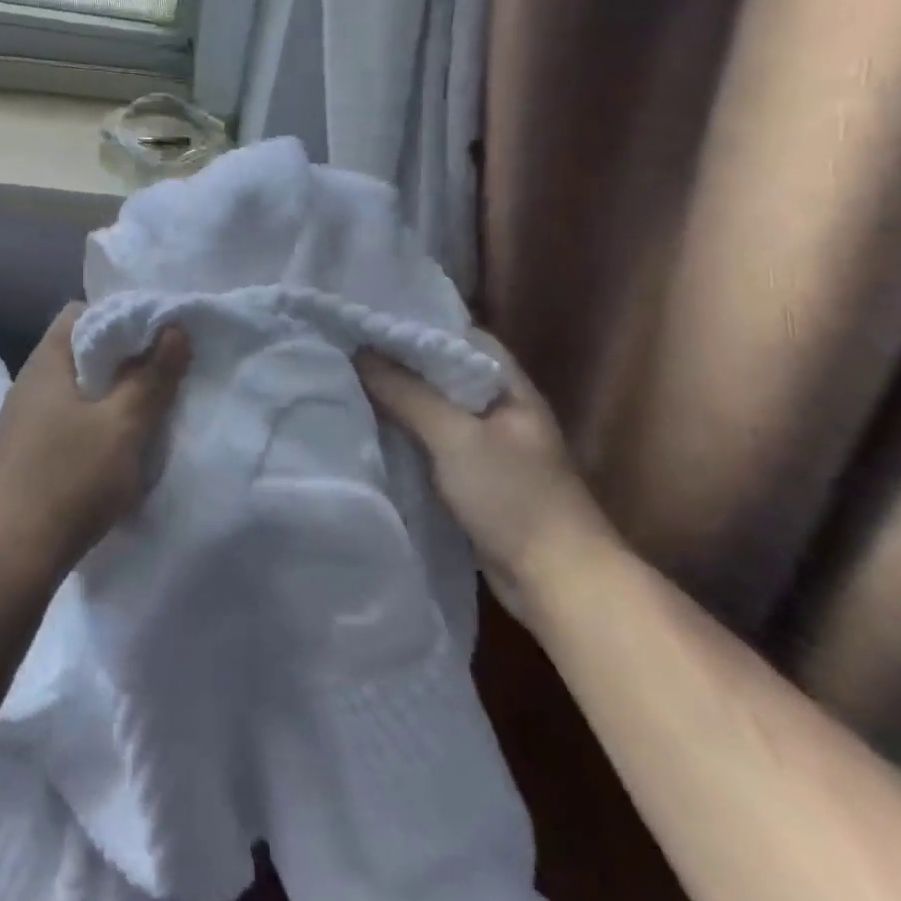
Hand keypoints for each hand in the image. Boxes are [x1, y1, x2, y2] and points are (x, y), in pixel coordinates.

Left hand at [0, 304, 190, 579]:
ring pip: (75, 387)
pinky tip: (117, 443)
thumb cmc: (71, 478)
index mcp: (46, 364)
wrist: (16, 553)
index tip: (153, 334)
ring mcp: (24, 419)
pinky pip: (67, 417)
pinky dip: (95, 419)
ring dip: (110, 392)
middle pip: (78, 350)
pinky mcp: (27, 450)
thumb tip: (174, 329)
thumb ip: (151, 376)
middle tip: (160, 370)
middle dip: (121, 357)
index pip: (79, 314)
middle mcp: (30, 383)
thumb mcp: (122, 425)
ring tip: (146, 406)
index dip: (118, 315)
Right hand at [355, 334, 616, 626]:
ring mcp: (483, 443)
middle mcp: (495, 407)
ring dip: (393, 397)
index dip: (415, 322)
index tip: (367, 316)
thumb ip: (406, 392)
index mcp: (506, 385)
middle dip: (395, 360)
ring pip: (429, 407)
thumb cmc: (515, 497)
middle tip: (343, 345)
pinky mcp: (468, 475)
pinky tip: (364, 425)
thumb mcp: (456, 437)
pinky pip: (426, 440)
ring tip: (342, 378)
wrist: (558, 583)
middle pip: (438, 371)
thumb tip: (358, 352)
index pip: (457, 335)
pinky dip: (399, 431)